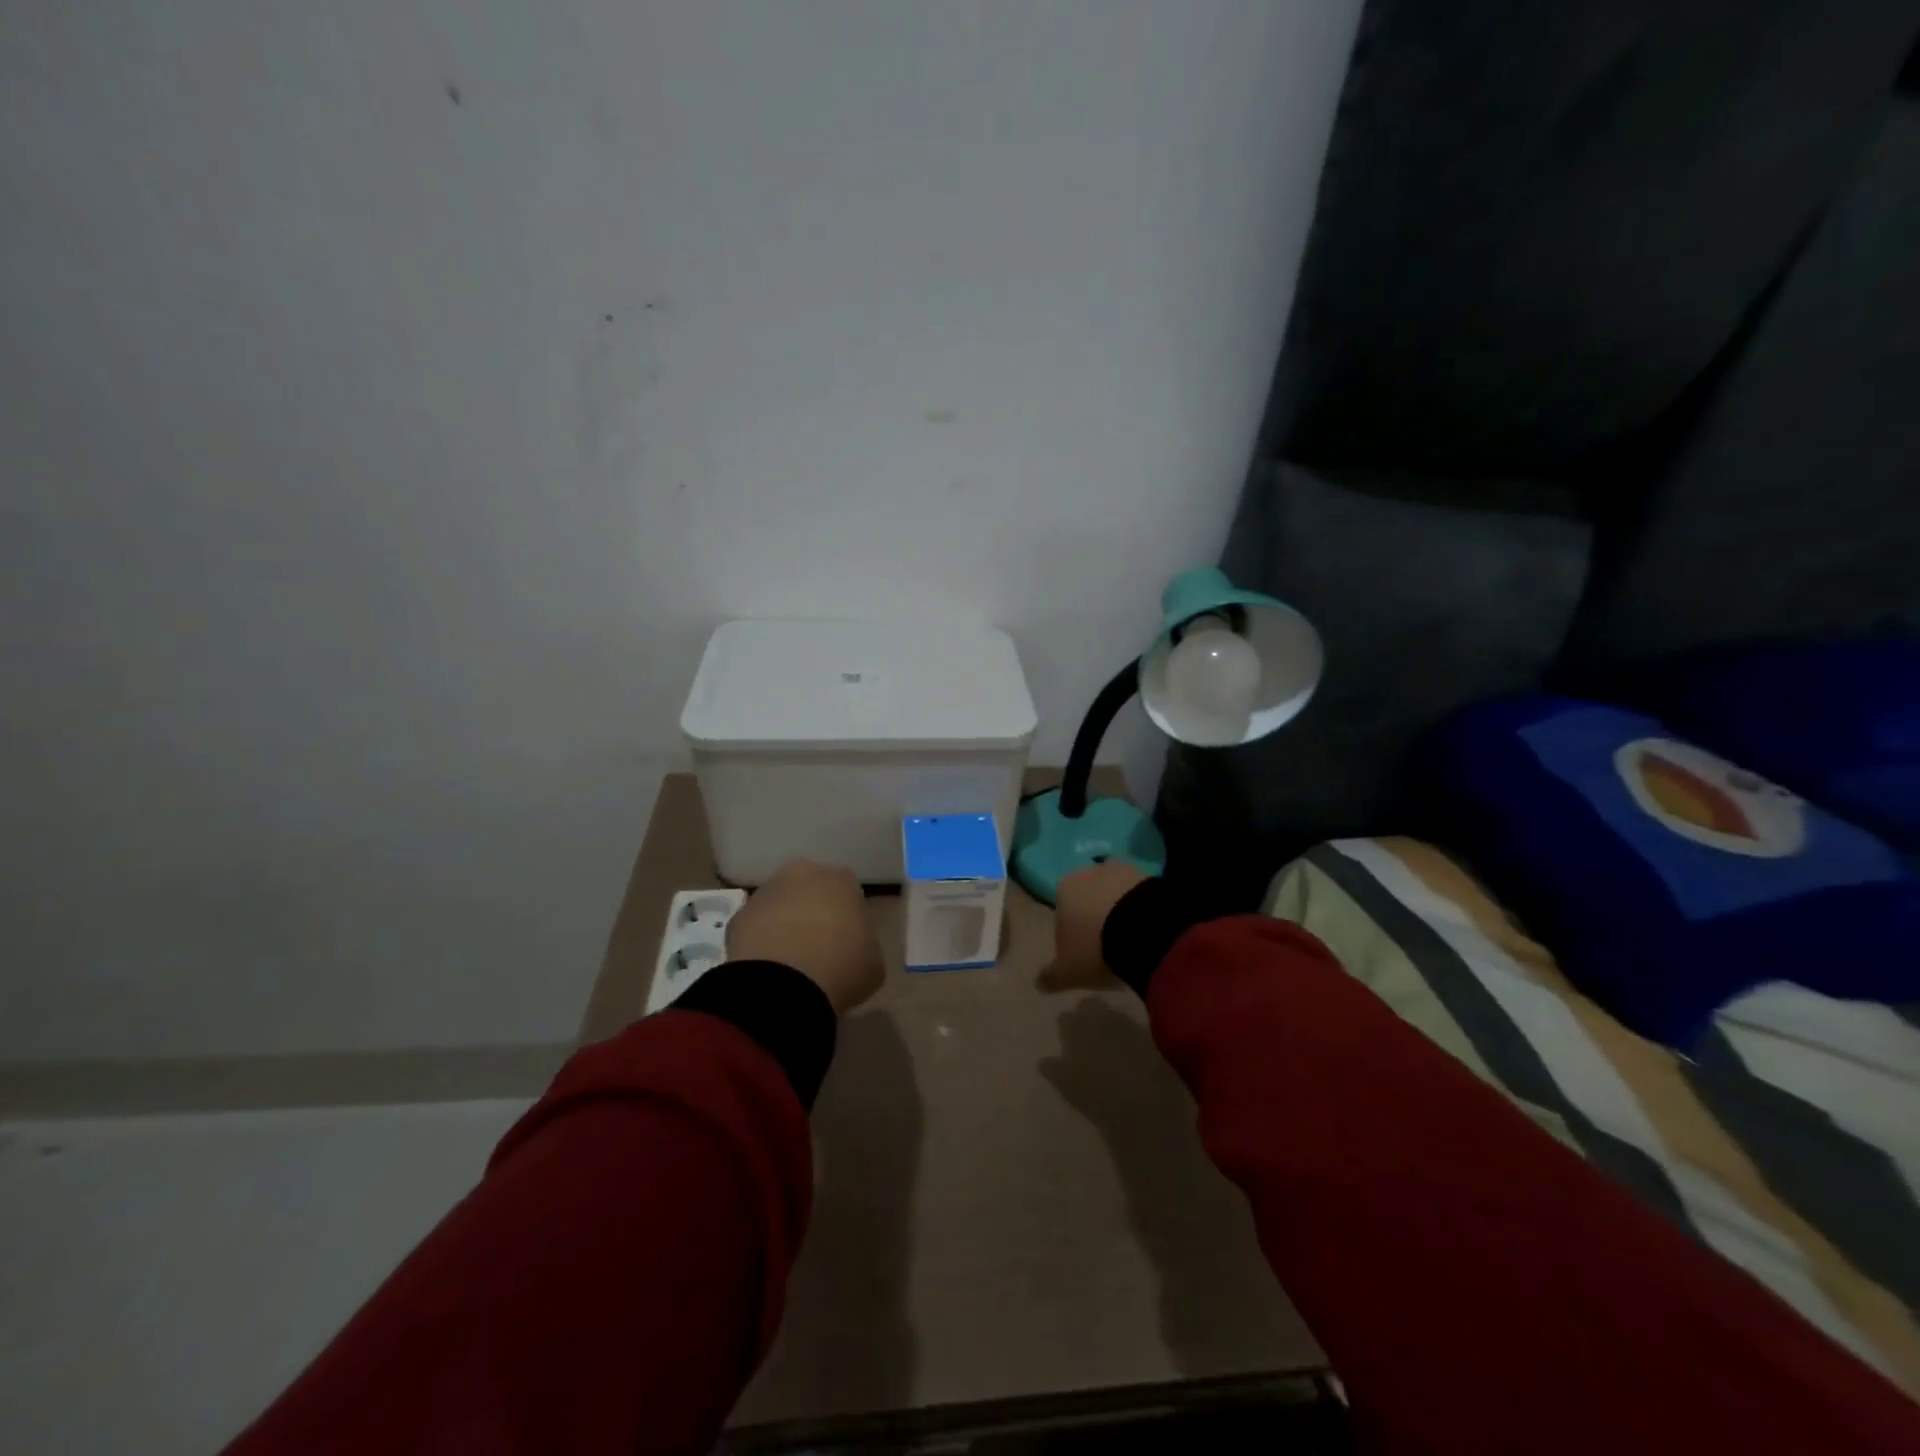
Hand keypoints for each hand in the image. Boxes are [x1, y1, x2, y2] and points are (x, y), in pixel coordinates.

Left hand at [727, 860, 884, 1014]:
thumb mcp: (873, 961)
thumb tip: (853, 948)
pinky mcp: (738, 917)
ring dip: (784, 924)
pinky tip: (768, 969)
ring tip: (790, 962)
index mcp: (841, 879)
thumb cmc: (841, 967)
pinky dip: (760, 942)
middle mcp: (802, 874)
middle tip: (818, 946)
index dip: (848, 916)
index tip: (848, 941)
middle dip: (813, 911)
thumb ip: (864, 945)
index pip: (848, 891)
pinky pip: (755, 928)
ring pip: (780, 905)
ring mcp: (765, 893)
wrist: (783, 985)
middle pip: (810, 890)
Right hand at [1037, 860, 1149, 992]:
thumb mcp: (1068, 972)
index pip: (1062, 911)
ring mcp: (1121, 871)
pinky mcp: (1150, 876)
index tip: (1083, 954)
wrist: (1144, 931)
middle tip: (1108, 947)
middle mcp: (1088, 873)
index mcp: (1063, 890)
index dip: (1071, 933)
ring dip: (1120, 910)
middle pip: (1089, 898)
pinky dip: (1142, 910)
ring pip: (1115, 892)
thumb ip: (1051, 976)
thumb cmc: (1096, 949)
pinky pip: (1141, 895)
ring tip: (1131, 940)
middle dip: (1095, 917)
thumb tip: (1038, 982)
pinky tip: (1148, 931)